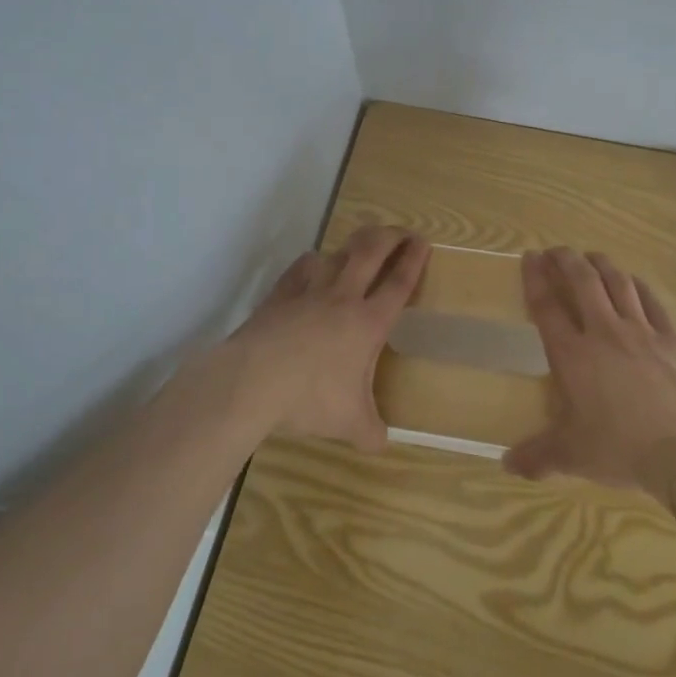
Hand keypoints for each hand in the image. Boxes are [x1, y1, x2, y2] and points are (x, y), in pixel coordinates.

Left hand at [226, 225, 430, 451]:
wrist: (252, 381)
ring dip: (354, 244)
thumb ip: (370, 431)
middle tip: (402, 232)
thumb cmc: (309, 398)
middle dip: (391, 236)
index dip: (414, 261)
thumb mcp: (349, 423)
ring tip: (362, 245)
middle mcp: (343, 298)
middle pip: (371, 252)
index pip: (398, 284)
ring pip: (337, 254)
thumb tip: (381, 444)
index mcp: (368, 323)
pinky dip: (313, 262)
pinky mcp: (280, 295)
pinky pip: (301, 268)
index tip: (424, 242)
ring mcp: (309, 292)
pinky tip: (314, 264)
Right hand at [505, 247, 675, 501]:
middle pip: (582, 282)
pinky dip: (637, 286)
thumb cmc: (622, 450)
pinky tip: (633, 282)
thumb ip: (538, 456)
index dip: (535, 278)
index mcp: (573, 356)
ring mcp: (642, 331)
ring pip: (618, 283)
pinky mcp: (673, 338)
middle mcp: (604, 332)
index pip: (547, 307)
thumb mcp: (573, 456)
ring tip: (591, 257)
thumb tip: (507, 465)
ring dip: (601, 265)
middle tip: (557, 250)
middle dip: (566, 260)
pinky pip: (651, 301)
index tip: (530, 257)